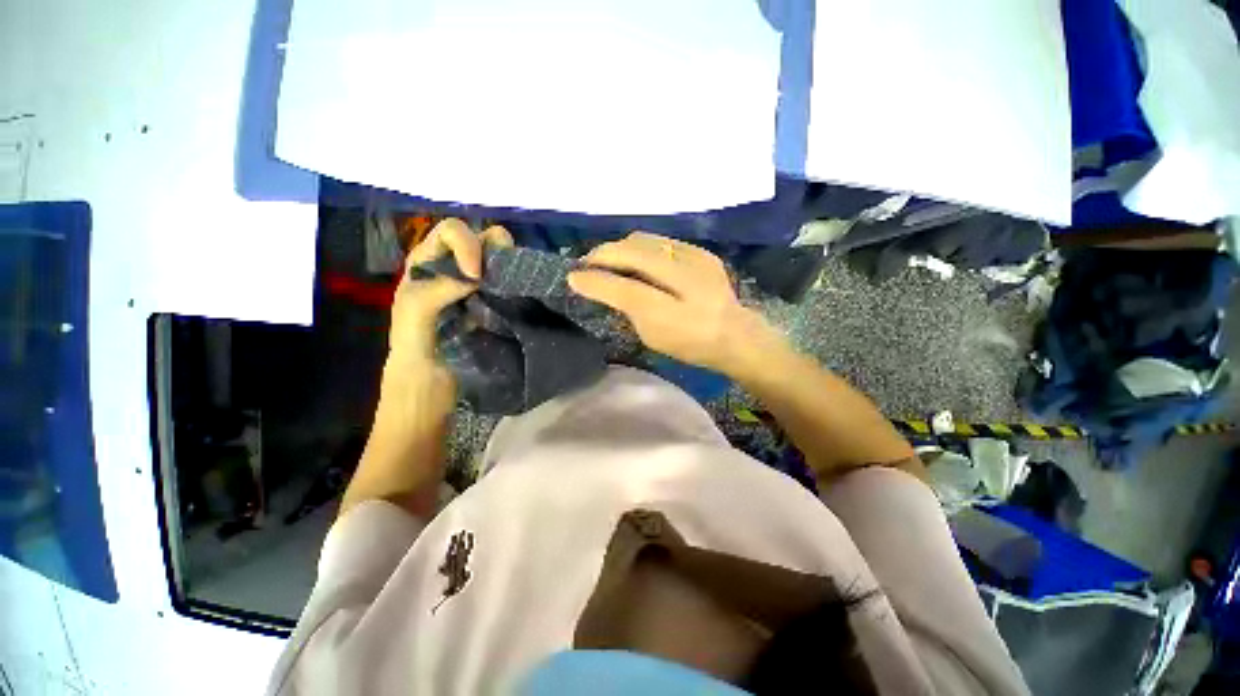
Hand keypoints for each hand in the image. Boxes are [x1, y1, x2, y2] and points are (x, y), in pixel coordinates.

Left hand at [388, 218, 512, 380]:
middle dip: (494, 249)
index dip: (467, 244)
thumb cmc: (414, 347)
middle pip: (481, 238)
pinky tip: (515, 297)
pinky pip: (509, 283)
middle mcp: (454, 266)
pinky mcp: (494, 302)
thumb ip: (437, 289)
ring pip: (500, 259)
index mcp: (428, 261)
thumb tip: (476, 276)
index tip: (475, 275)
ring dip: (508, 266)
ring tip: (510, 286)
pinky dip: (515, 284)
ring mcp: (477, 285)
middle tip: (500, 276)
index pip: (451, 232)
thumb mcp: (414, 314)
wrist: (432, 380)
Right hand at [568, 232, 783, 376]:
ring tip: (608, 258)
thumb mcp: (652, 337)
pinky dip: (642, 247)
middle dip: (602, 254)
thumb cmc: (690, 344)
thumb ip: (629, 310)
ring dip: (620, 247)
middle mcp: (684, 281)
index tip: (572, 277)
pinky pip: (662, 241)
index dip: (594, 281)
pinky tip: (637, 258)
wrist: (735, 334)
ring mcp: (696, 260)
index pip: (623, 289)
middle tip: (587, 263)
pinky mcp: (702, 252)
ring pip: (645, 240)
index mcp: (671, 313)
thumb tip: (608, 286)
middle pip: (633, 253)